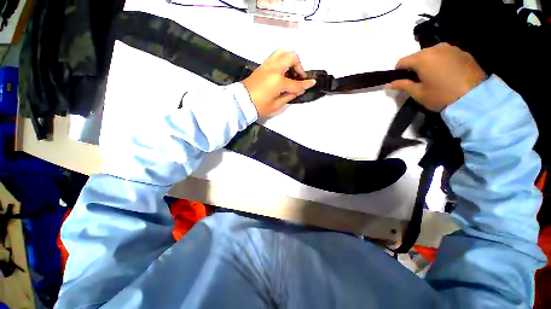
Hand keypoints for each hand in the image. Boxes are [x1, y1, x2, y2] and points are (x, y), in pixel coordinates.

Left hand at [242, 50, 316, 116]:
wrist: (242, 102)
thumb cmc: (259, 107)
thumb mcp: (277, 105)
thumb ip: (289, 95)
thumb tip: (298, 90)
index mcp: (278, 81)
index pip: (296, 83)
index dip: (305, 84)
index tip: (312, 82)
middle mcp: (274, 69)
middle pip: (292, 57)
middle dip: (299, 66)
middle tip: (298, 77)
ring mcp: (267, 65)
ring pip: (283, 52)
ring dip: (290, 60)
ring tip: (291, 71)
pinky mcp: (262, 65)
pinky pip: (275, 56)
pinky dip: (283, 60)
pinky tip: (283, 71)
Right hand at [387, 43, 486, 111]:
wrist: (475, 98)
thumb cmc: (441, 96)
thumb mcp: (418, 93)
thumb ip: (402, 86)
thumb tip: (387, 84)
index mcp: (422, 58)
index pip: (402, 61)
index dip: (398, 72)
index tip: (401, 81)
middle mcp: (436, 48)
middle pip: (417, 56)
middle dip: (414, 67)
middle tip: (418, 81)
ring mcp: (451, 48)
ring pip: (431, 53)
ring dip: (428, 63)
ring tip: (433, 77)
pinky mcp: (463, 52)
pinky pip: (445, 54)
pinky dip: (441, 62)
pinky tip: (446, 74)